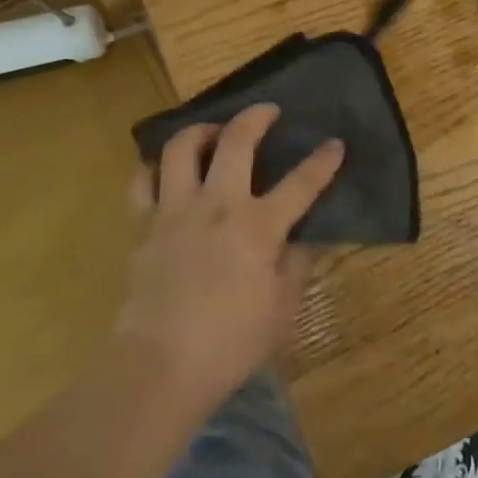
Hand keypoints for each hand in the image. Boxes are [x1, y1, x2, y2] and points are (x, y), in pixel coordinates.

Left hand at [113, 104, 343, 408]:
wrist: (159, 366)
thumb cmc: (231, 342)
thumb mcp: (282, 308)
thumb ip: (295, 265)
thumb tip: (301, 239)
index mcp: (258, 226)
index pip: (301, 183)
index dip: (322, 161)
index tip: (335, 143)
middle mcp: (217, 205)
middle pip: (236, 142)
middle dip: (256, 117)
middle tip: (267, 111)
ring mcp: (174, 211)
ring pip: (183, 148)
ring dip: (202, 131)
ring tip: (213, 134)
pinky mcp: (142, 226)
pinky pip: (142, 181)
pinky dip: (155, 167)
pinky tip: (167, 170)